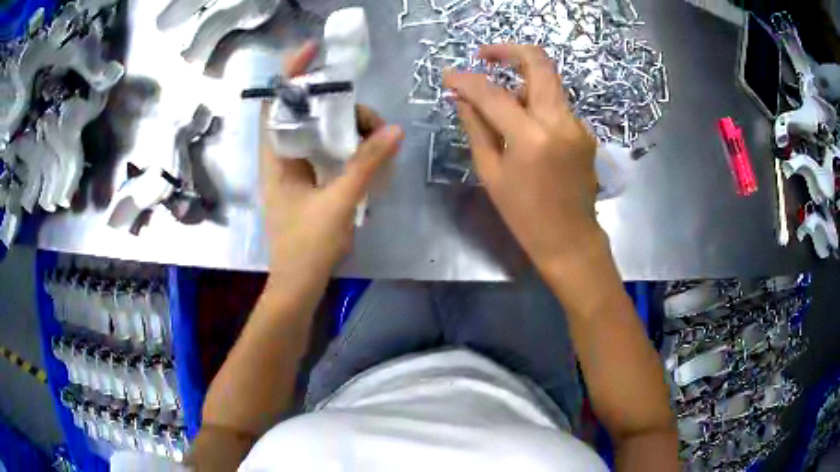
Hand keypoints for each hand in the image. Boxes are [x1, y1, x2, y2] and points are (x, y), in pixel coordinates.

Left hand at [260, 42, 403, 282]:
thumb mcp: (339, 202)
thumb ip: (365, 164)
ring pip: (318, 133)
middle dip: (335, 105)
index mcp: (277, 158)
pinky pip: (327, 152)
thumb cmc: (308, 247)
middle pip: (305, 114)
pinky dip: (346, 146)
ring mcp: (295, 171)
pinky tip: (366, 152)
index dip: (291, 74)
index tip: (313, 51)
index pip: (278, 104)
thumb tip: (394, 129)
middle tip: (366, 115)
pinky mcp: (308, 183)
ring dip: (345, 127)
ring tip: (374, 136)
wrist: (299, 285)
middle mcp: (282, 158)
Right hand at [443, 44, 599, 273]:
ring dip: (521, 78)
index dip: (466, 80)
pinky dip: (534, 101)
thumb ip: (476, 127)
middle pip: (539, 63)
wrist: (569, 238)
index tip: (449, 77)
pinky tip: (523, 123)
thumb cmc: (524, 214)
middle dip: (507, 51)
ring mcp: (577, 124)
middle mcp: (560, 122)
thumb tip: (461, 98)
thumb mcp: (491, 172)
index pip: (493, 93)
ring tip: (499, 99)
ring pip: (548, 81)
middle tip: (484, 57)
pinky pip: (555, 103)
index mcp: (531, 138)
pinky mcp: (584, 130)